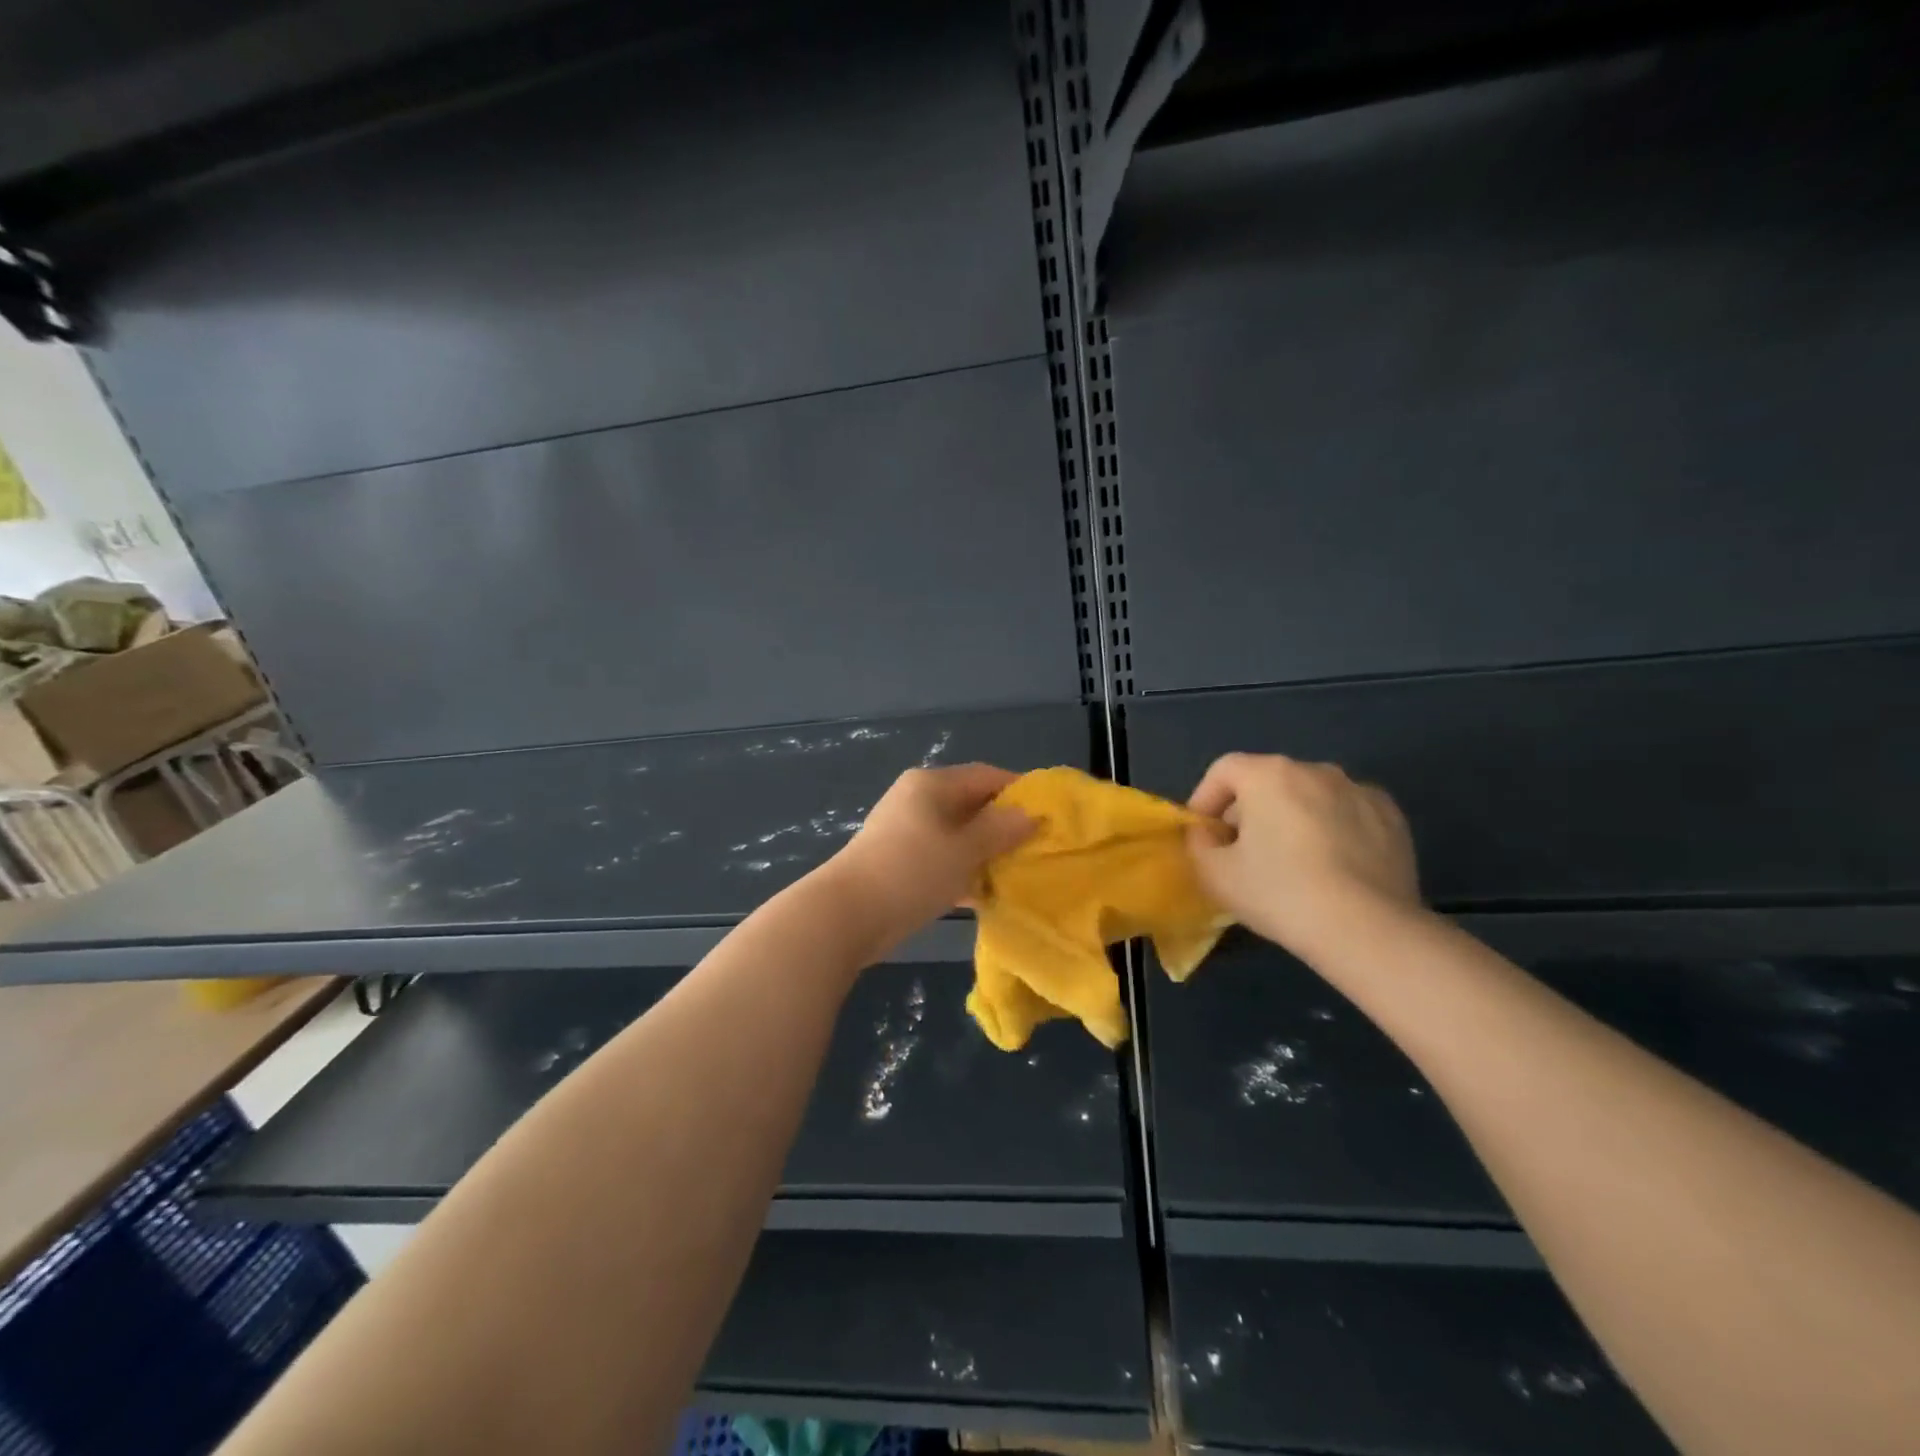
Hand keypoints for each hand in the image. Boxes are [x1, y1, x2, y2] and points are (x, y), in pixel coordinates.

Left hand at [823, 764, 1034, 954]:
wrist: (847, 915)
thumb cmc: (911, 871)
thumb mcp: (964, 849)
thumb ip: (1000, 829)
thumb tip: (1030, 814)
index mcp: (932, 784)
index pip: (986, 776)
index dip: (1019, 792)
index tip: (1049, 815)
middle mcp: (918, 800)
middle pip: (971, 805)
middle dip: (1003, 826)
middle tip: (1037, 848)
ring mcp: (906, 831)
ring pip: (957, 835)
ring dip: (984, 852)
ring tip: (1017, 873)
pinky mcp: (899, 862)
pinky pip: (941, 858)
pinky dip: (962, 871)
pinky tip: (984, 894)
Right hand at [1186, 753, 1421, 955]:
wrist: (1369, 930)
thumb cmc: (1281, 893)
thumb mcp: (1215, 874)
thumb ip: (1198, 844)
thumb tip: (1206, 834)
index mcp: (1269, 774)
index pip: (1224, 770)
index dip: (1205, 798)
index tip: (1203, 834)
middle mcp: (1315, 770)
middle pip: (1267, 781)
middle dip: (1249, 812)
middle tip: (1243, 854)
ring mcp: (1359, 791)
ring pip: (1309, 797)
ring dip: (1292, 819)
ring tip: (1291, 862)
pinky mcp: (1392, 818)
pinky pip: (1347, 815)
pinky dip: (1333, 830)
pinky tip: (1334, 868)